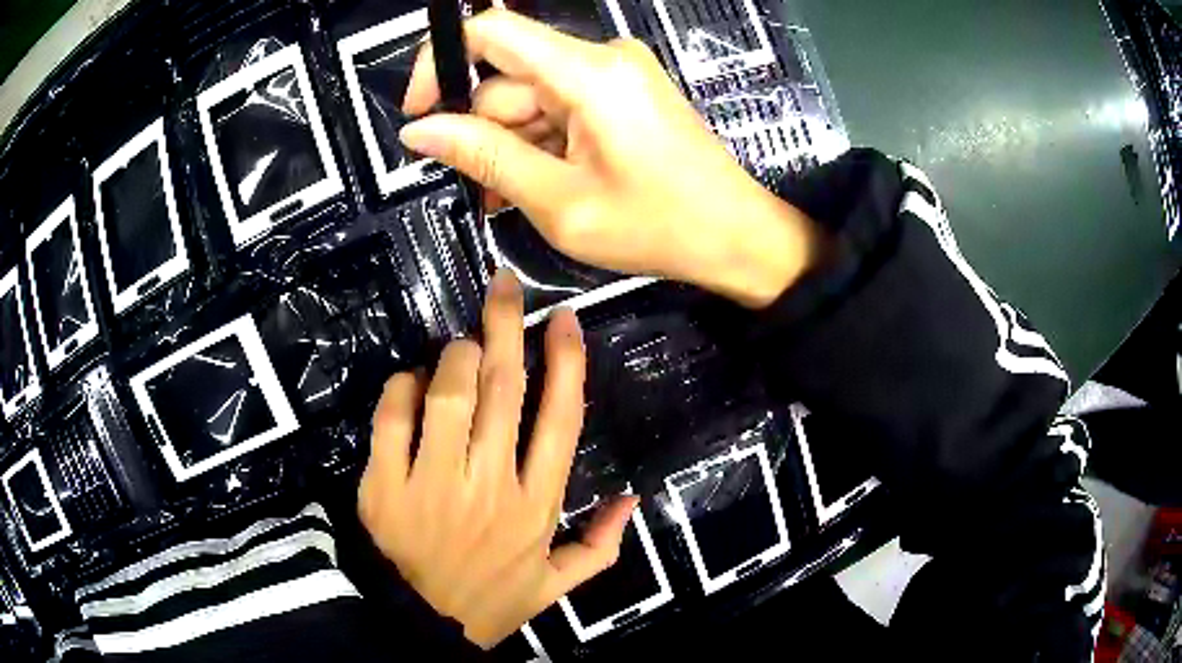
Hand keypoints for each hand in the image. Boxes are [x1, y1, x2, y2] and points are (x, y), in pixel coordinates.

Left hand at [358, 271, 636, 647]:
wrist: (416, 628)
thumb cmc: (488, 603)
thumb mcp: (554, 586)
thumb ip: (600, 547)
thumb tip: (632, 500)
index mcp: (535, 507)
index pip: (561, 420)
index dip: (566, 362)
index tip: (563, 319)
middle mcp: (490, 486)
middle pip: (502, 388)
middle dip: (505, 325)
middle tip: (504, 287)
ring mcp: (432, 484)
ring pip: (448, 393)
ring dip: (453, 356)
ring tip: (457, 347)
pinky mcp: (384, 485)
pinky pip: (392, 416)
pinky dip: (402, 388)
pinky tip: (409, 383)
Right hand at [399, 9, 821, 307]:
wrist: (736, 236)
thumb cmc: (658, 226)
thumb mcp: (559, 201)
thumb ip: (485, 157)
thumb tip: (420, 131)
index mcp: (587, 73)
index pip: (491, 31)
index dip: (441, 62)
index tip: (420, 114)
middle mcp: (602, 58)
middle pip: (509, 78)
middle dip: (486, 132)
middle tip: (486, 190)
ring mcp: (616, 74)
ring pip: (531, 98)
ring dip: (513, 146)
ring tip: (518, 199)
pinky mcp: (623, 93)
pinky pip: (561, 106)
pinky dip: (542, 142)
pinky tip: (541, 184)